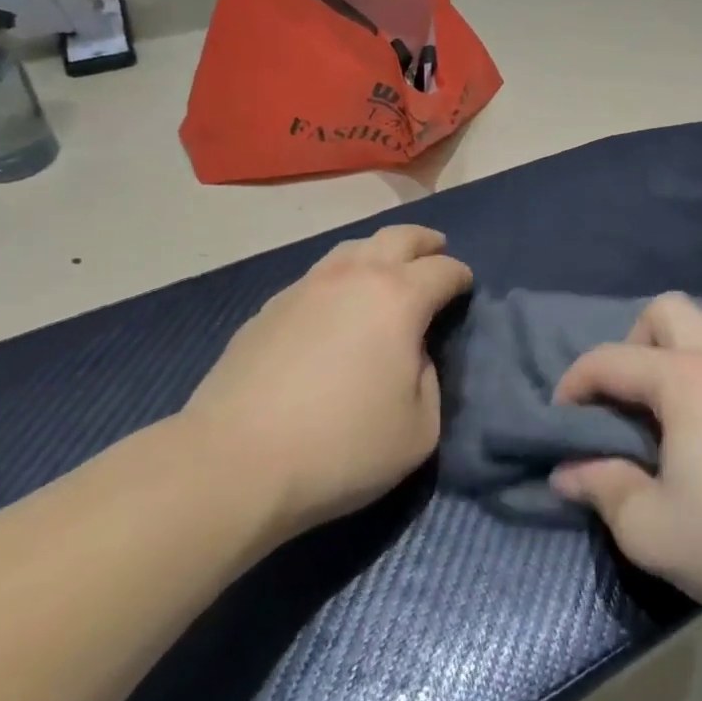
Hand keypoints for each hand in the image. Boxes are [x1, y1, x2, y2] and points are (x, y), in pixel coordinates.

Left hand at [185, 225, 471, 534]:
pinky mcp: (268, 309)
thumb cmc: (342, 448)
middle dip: (424, 241)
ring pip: (351, 248)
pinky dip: (339, 280)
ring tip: (386, 271)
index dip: (461, 276)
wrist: (235, 463)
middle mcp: (353, 277)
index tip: (466, 287)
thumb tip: (412, 354)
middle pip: (397, 237)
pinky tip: (335, 308)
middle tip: (436, 250)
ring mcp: (305, 287)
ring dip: (378, 252)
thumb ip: (429, 380)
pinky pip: (316, 277)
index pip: (443, 270)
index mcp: (398, 298)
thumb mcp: (419, 429)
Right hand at [550, 295, 701, 634]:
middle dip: (636, 340)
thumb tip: (566, 471)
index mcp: (684, 380)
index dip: (576, 380)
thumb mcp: (650, 529)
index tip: (563, 414)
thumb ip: (602, 489)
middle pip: (669, 308)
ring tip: (686, 390)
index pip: (611, 359)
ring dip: (693, 341)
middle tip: (631, 393)